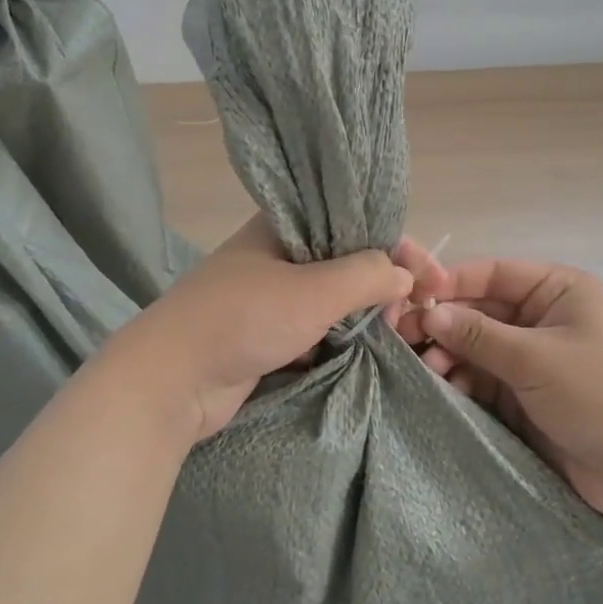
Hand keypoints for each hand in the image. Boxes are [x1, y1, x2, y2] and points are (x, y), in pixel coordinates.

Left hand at [112, 215, 449, 441]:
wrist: (169, 381)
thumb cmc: (243, 319)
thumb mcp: (313, 291)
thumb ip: (366, 276)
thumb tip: (404, 275)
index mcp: (284, 224)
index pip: (356, 222)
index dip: (399, 246)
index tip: (433, 279)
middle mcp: (278, 252)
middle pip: (348, 258)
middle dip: (387, 281)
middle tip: (417, 311)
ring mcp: (270, 294)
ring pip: (333, 295)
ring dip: (366, 311)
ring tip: (398, 331)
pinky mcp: (266, 332)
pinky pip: (317, 325)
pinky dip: (342, 334)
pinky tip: (368, 347)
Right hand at [416, 260, 602, 519]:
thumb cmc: (597, 394)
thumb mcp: (534, 358)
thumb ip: (478, 334)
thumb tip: (428, 312)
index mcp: (557, 290)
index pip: (494, 274)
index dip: (452, 282)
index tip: (411, 297)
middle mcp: (543, 317)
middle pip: (481, 309)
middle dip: (445, 322)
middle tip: (403, 337)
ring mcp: (534, 357)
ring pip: (478, 345)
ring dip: (450, 354)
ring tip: (426, 369)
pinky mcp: (526, 394)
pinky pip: (485, 377)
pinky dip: (463, 379)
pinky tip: (443, 386)